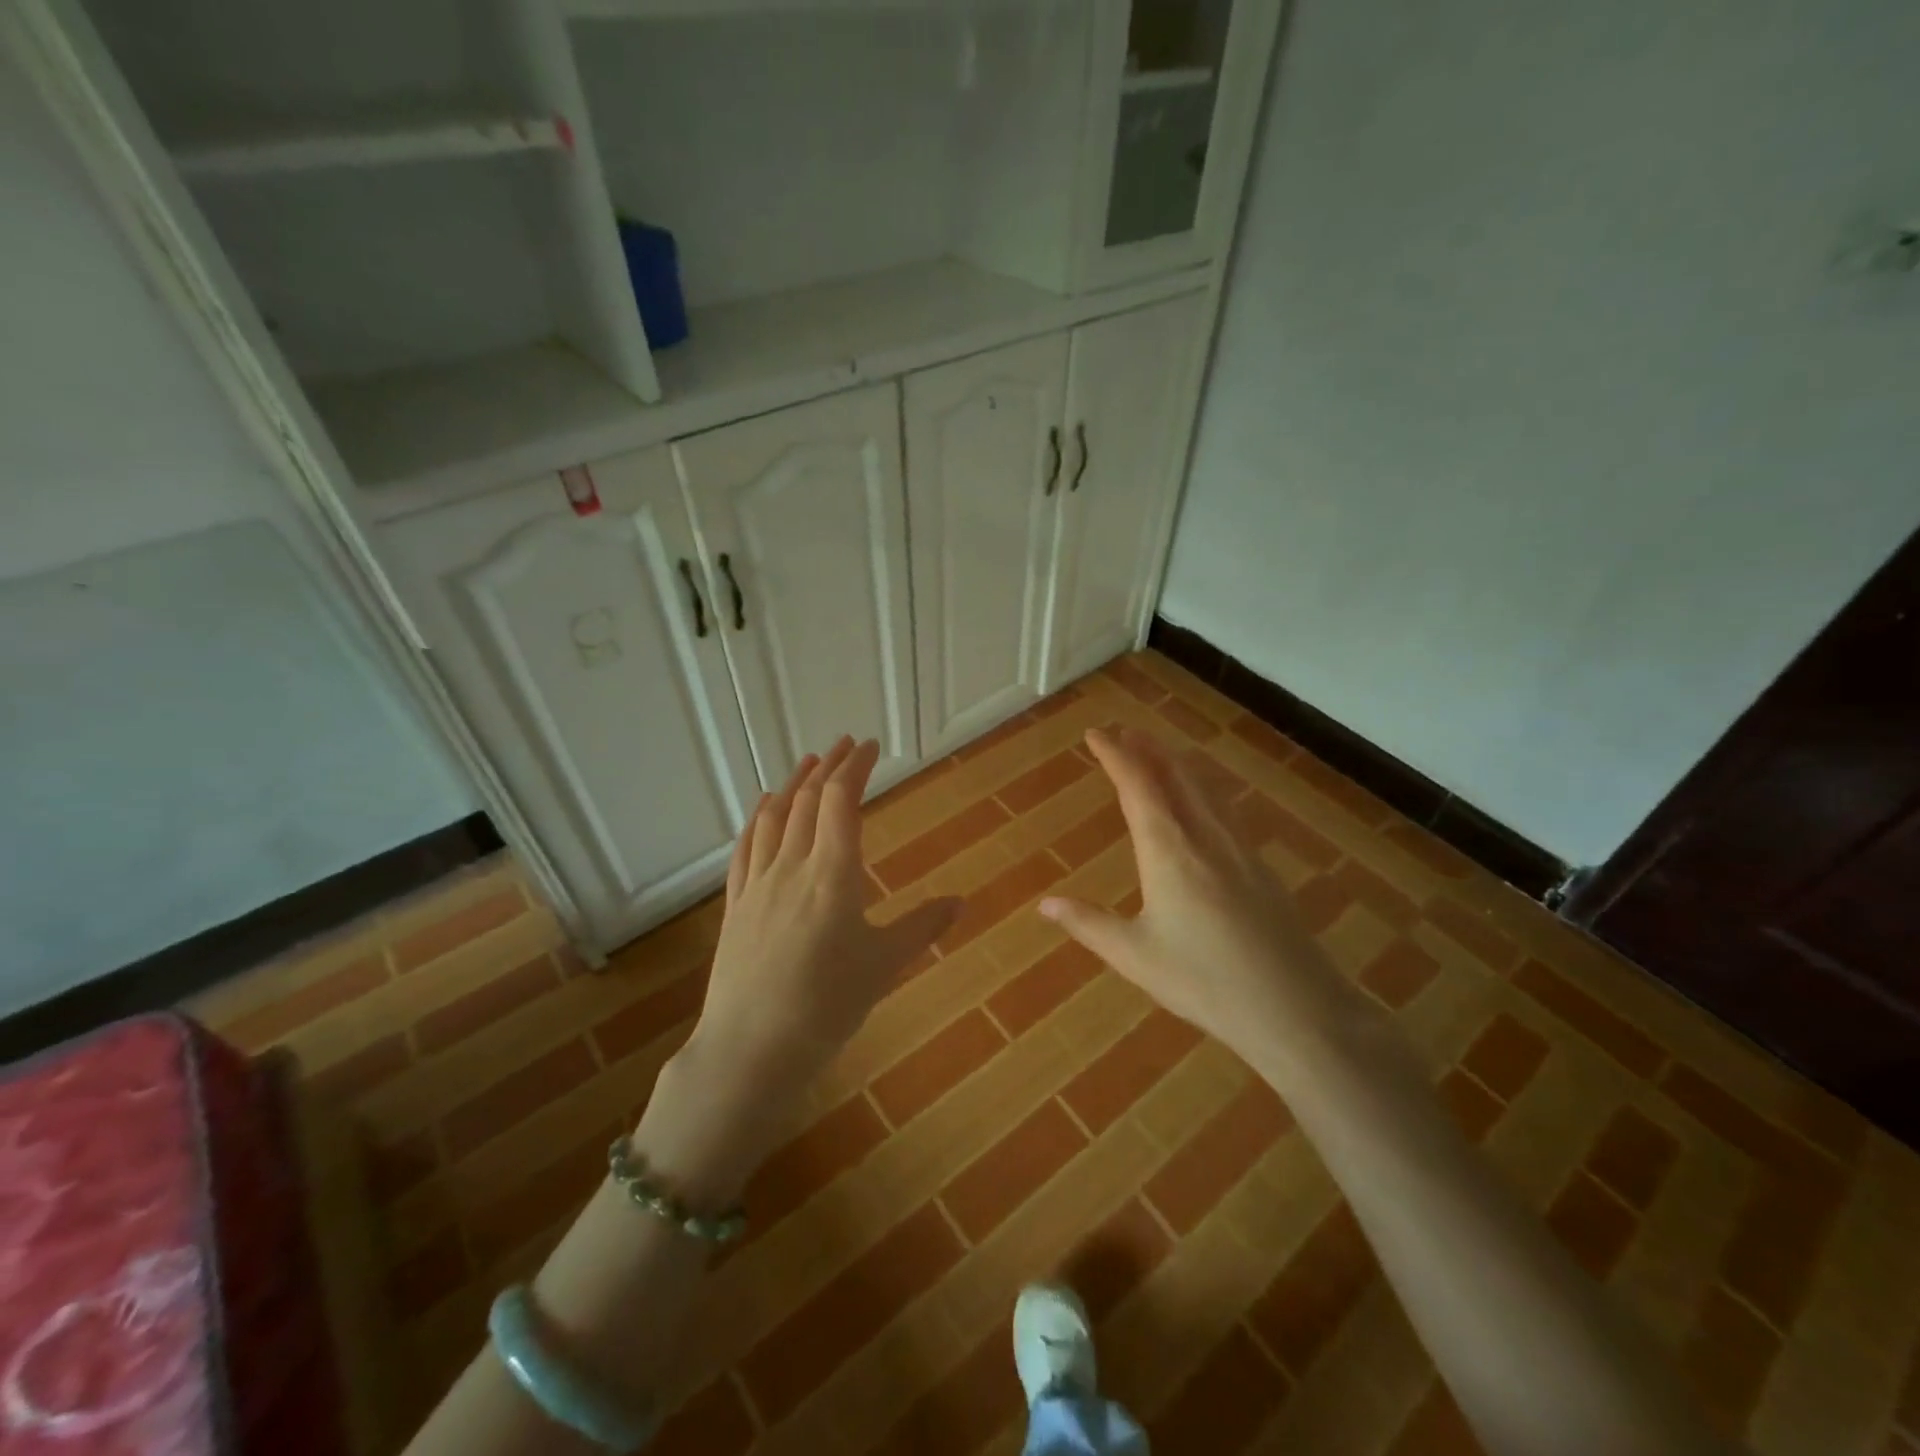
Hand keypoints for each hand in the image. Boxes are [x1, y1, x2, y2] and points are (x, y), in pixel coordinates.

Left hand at [670, 738, 959, 1156]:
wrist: (751, 1048)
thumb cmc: (827, 1006)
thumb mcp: (885, 966)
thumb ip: (924, 927)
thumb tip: (961, 901)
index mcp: (833, 874)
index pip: (841, 801)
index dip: (856, 767)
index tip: (870, 747)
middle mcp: (792, 866)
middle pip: (808, 800)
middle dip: (829, 767)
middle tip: (846, 746)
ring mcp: (758, 883)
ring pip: (774, 817)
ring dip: (793, 784)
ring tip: (808, 764)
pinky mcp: (736, 904)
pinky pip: (746, 846)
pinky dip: (758, 818)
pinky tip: (763, 809)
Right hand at [1039, 727, 1338, 1072]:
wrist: (1296, 1009)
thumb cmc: (1204, 982)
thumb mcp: (1134, 956)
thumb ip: (1088, 924)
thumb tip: (1044, 904)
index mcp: (1168, 850)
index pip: (1137, 785)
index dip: (1114, 755)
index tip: (1095, 733)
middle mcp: (1204, 836)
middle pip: (1174, 774)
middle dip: (1146, 748)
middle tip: (1123, 731)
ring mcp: (1238, 848)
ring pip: (1204, 787)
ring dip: (1176, 762)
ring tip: (1158, 752)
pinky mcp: (1259, 867)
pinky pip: (1223, 808)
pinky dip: (1201, 787)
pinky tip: (1203, 802)